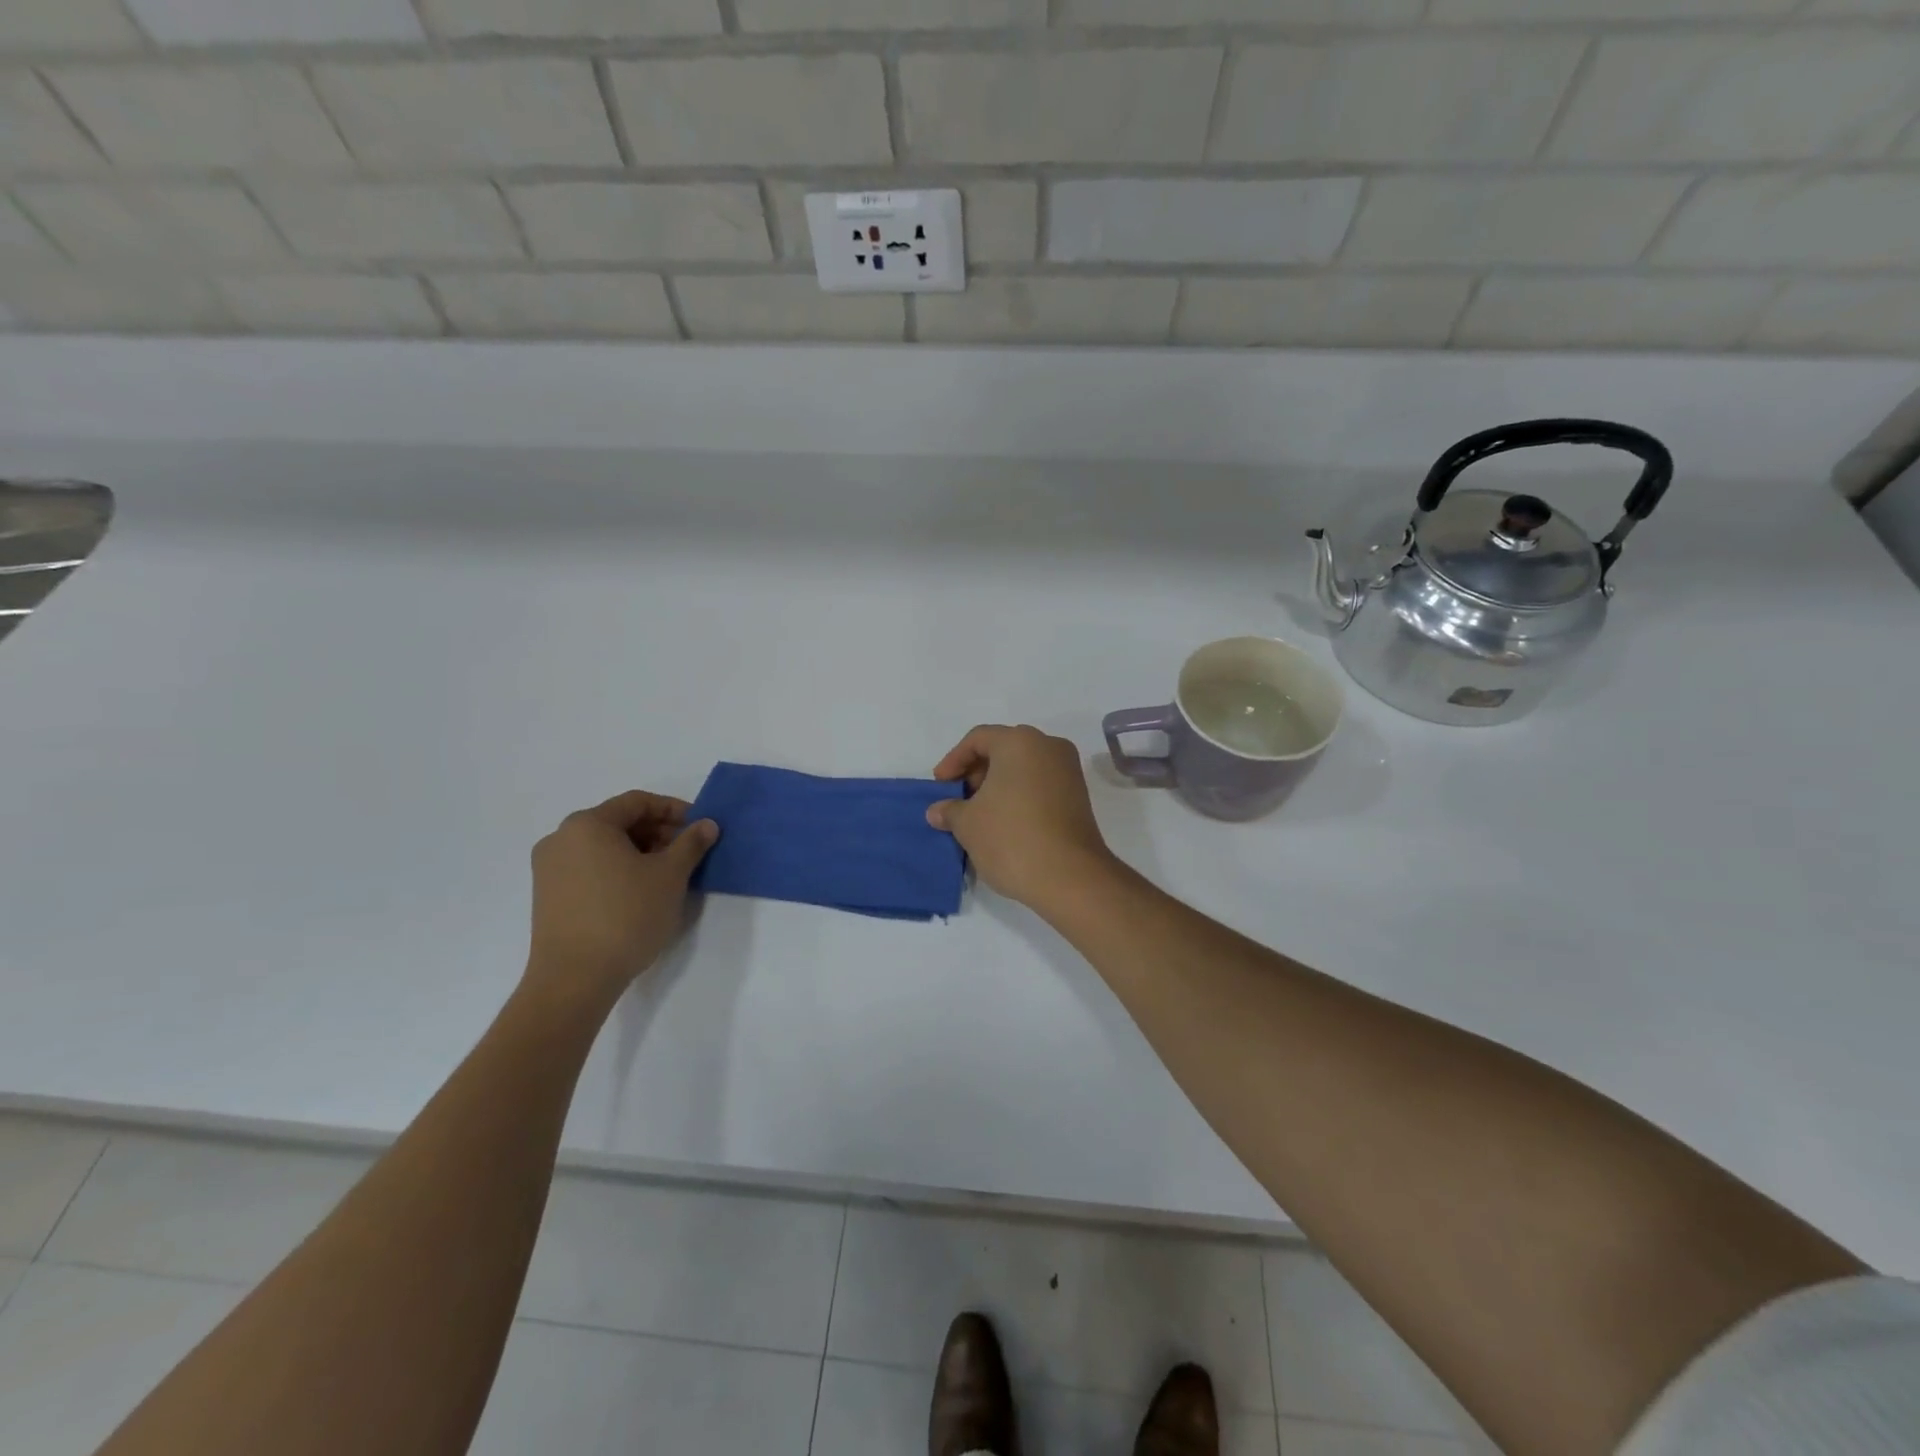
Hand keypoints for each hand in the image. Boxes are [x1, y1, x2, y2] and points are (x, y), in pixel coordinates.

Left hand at [525, 790, 717, 1013]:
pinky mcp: (548, 895)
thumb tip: (707, 824)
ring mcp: (549, 868)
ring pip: (604, 846)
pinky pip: (590, 867)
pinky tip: (640, 892)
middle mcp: (562, 838)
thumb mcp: (670, 876)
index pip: (638, 802)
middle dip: (658, 832)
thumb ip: (691, 843)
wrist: (574, 979)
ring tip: (668, 875)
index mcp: (588, 824)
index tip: (700, 828)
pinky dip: (618, 869)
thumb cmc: (626, 916)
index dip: (674, 810)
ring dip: (640, 852)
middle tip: (688, 853)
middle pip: (619, 822)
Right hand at [927, 725, 1115, 909]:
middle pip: (1003, 749)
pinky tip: (1005, 823)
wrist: (1069, 876)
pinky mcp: (1079, 796)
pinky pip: (1041, 784)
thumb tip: (937, 811)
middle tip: (959, 799)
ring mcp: (1068, 771)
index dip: (953, 760)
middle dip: (977, 772)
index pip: (978, 738)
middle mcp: (1048, 746)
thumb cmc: (1011, 838)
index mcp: (1019, 741)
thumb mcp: (968, 824)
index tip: (941, 786)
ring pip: (1024, 768)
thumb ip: (950, 810)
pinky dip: (1019, 795)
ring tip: (979, 814)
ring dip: (998, 786)